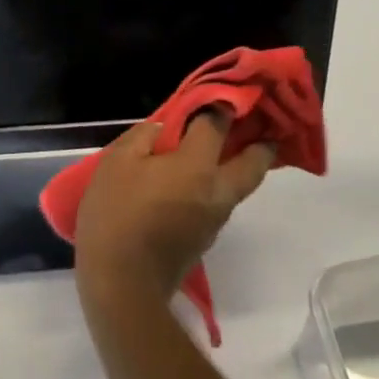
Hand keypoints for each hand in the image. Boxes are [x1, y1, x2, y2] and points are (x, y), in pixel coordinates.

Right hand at [74, 113, 274, 309]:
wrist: (123, 286)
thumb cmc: (117, 214)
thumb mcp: (118, 161)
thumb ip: (145, 136)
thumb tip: (165, 130)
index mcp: (197, 167)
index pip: (217, 124)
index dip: (217, 104)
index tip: (219, 92)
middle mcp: (217, 192)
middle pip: (253, 164)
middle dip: (261, 143)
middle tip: (261, 125)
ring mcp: (214, 220)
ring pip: (239, 186)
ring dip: (241, 165)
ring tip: (226, 147)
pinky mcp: (204, 240)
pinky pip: (220, 201)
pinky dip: (218, 183)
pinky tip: (195, 179)